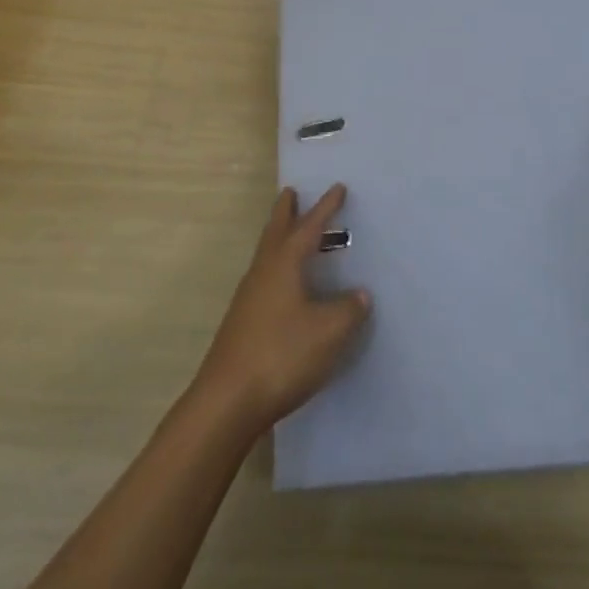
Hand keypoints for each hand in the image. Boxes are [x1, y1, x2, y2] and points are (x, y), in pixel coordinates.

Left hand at [193, 184, 371, 435]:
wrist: (227, 401)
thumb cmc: (281, 356)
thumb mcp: (328, 333)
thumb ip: (348, 310)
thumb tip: (360, 294)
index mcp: (284, 265)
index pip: (309, 227)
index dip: (326, 208)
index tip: (338, 187)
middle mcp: (263, 273)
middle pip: (275, 232)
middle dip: (286, 211)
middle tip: (291, 192)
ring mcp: (249, 298)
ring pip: (267, 255)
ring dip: (279, 238)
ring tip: (290, 232)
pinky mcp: (243, 322)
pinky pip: (265, 278)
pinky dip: (278, 267)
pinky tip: (286, 286)